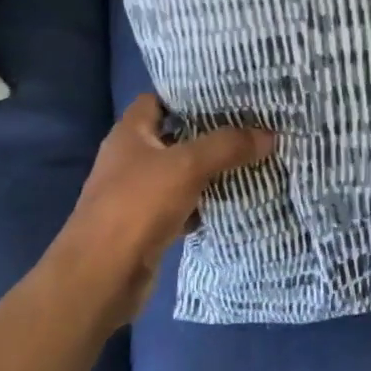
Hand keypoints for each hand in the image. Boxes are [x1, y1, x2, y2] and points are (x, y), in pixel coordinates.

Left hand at [52, 95, 274, 328]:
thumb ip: (227, 146)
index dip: (189, 94)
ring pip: (181, 173)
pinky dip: (204, 203)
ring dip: (211, 169)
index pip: (158, 99)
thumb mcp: (187, 166)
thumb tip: (269, 134)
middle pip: (174, 136)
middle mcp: (131, 158)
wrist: (101, 277)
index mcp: (130, 133)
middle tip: (251, 124)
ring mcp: (138, 194)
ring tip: (251, 156)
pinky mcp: (148, 225)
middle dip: (210, 132)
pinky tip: (233, 200)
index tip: (227, 93)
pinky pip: (183, 205)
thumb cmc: (137, 206)